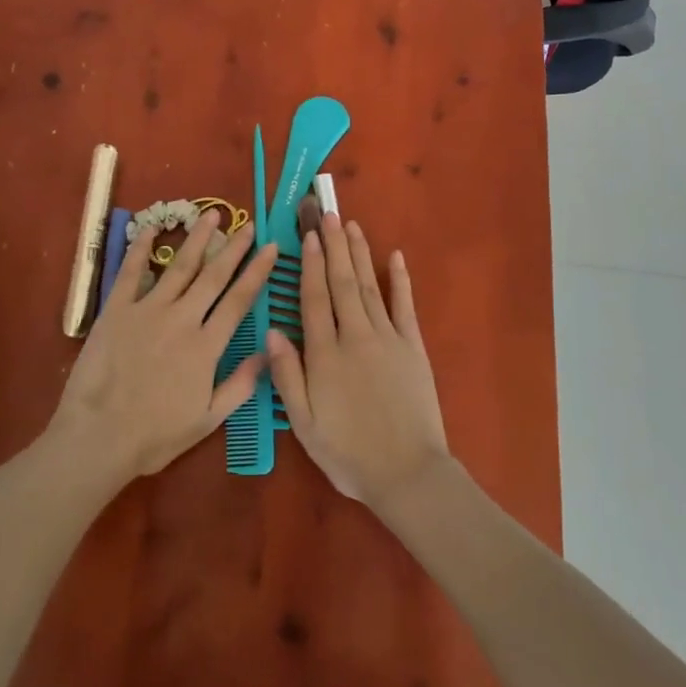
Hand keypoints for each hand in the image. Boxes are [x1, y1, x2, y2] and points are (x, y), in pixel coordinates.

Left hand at [48, 210, 277, 485]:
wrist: (98, 438)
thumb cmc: (154, 436)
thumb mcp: (207, 420)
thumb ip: (240, 385)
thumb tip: (270, 351)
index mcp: (206, 346)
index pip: (239, 301)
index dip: (257, 272)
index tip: (271, 248)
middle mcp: (182, 319)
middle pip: (214, 276)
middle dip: (234, 248)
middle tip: (249, 224)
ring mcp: (148, 310)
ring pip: (179, 266)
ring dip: (198, 239)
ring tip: (212, 215)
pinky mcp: (116, 310)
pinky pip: (131, 272)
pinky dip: (141, 247)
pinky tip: (152, 227)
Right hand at [267, 214, 450, 507]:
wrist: (407, 473)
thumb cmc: (349, 453)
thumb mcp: (305, 424)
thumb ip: (287, 376)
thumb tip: (272, 332)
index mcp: (325, 355)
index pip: (314, 299)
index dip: (309, 266)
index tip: (307, 236)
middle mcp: (355, 336)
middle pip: (342, 283)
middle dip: (334, 246)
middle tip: (329, 214)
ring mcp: (388, 338)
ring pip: (369, 286)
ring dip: (360, 253)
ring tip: (352, 225)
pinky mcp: (413, 347)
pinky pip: (405, 306)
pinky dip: (400, 279)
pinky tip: (396, 257)